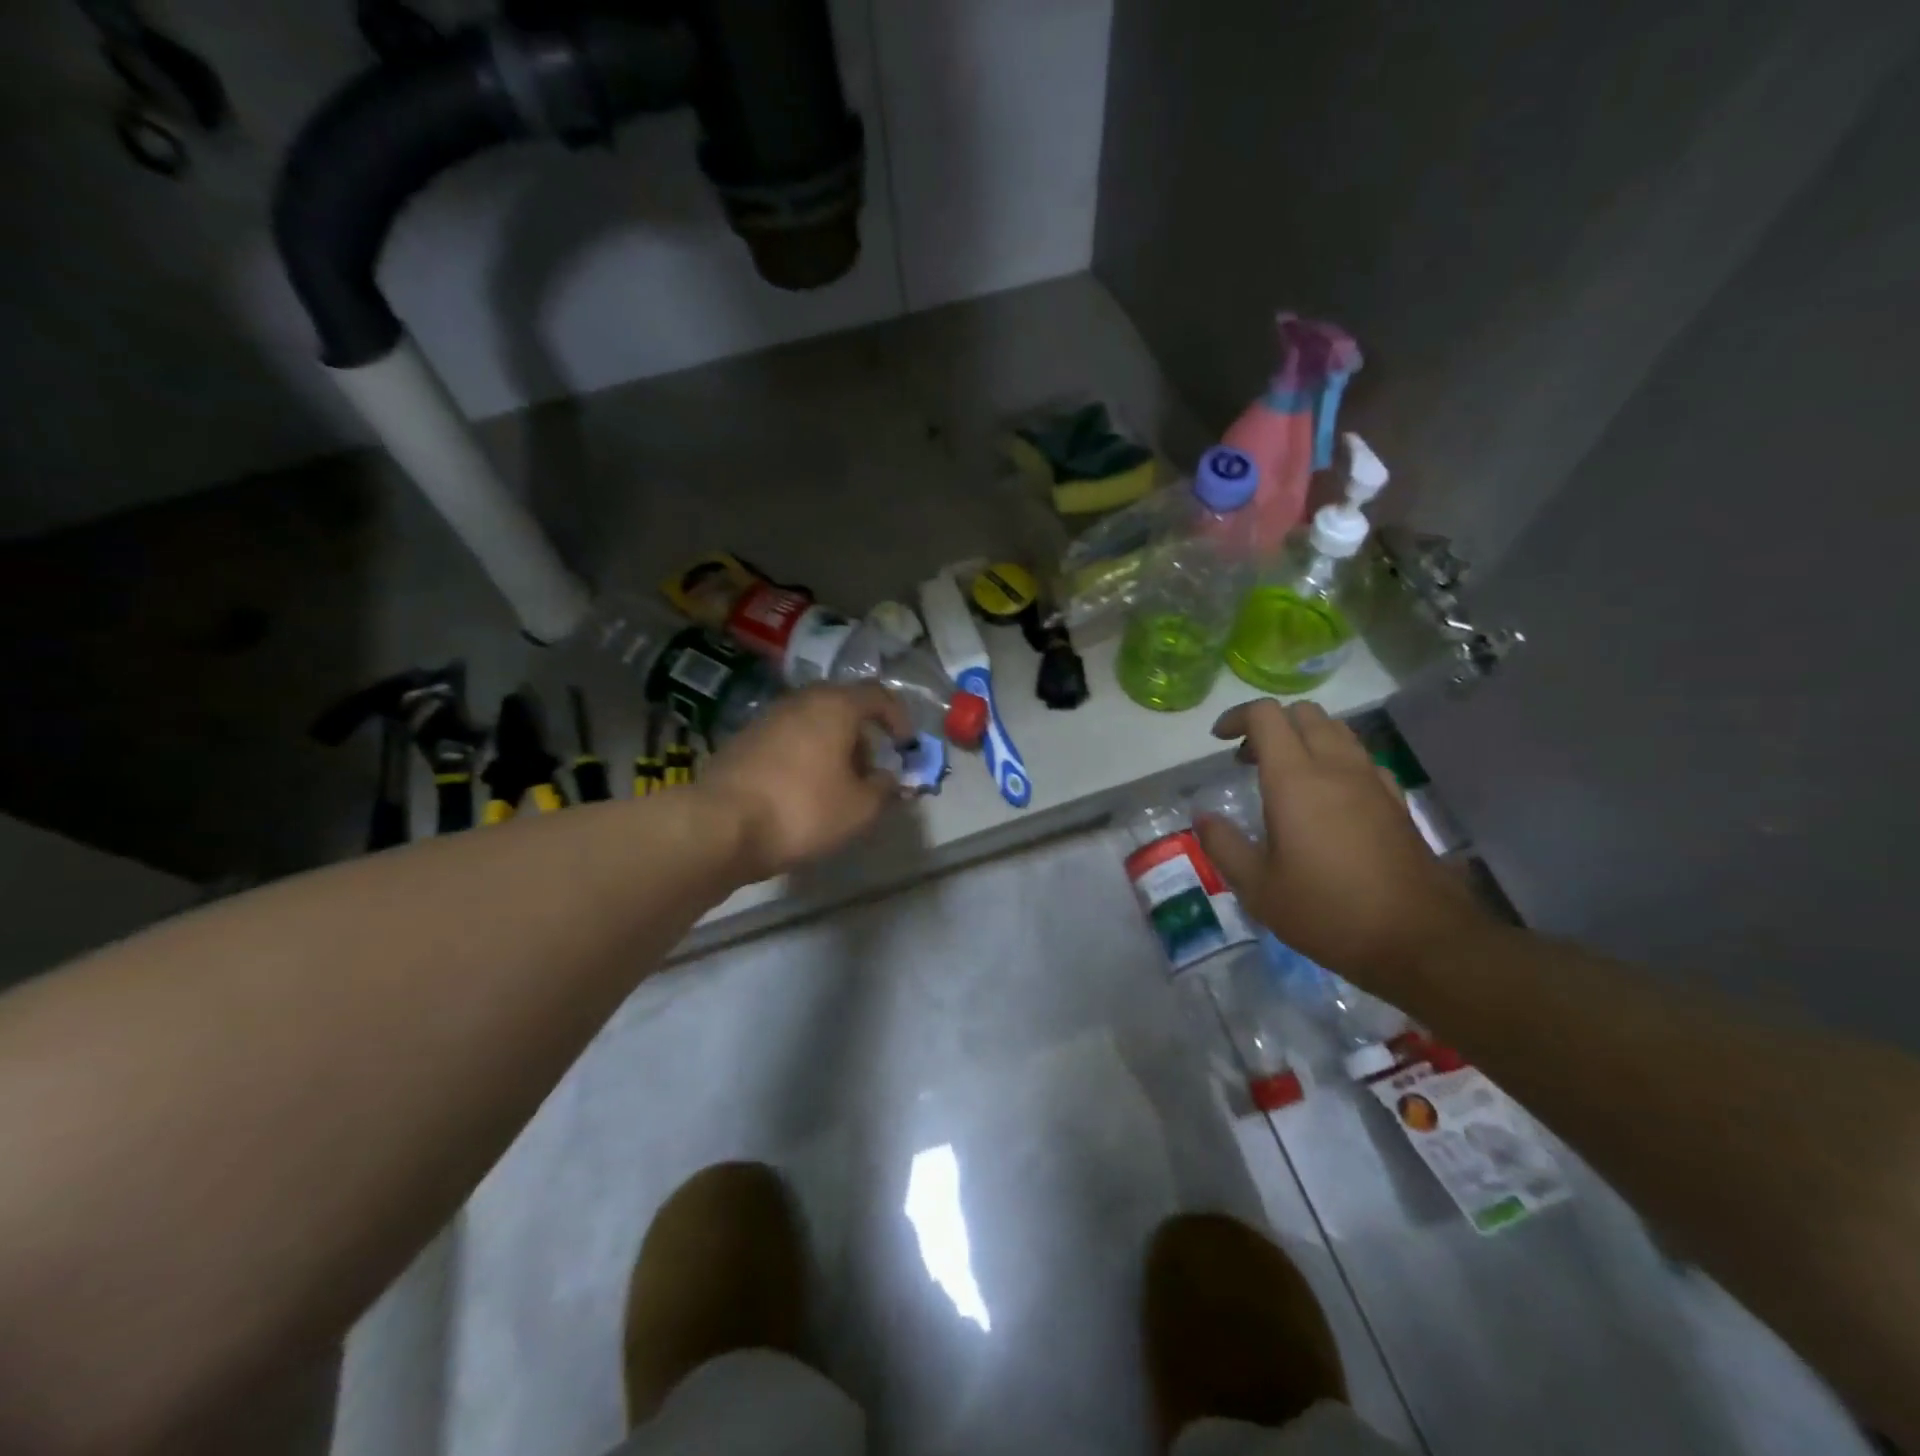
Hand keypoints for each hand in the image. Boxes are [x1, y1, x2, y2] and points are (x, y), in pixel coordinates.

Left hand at [697, 683, 913, 882]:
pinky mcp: (743, 742)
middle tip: (872, 768)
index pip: (878, 695)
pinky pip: (788, 740)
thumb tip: (889, 779)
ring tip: (839, 784)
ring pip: (813, 723)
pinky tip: (803, 790)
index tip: (906, 745)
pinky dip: (804, 756)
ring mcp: (767, 719)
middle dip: (863, 736)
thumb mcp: (860, 808)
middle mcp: (800, 702)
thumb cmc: (803, 810)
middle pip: (843, 707)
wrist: (720, 825)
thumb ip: (884, 789)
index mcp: (835, 706)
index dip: (899, 718)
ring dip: (832, 747)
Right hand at [1194, 700, 1488, 981]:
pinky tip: (1328, 796)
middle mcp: (1336, 767)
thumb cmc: (1327, 911)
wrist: (1419, 940)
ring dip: (1305, 737)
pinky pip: (1361, 758)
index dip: (1237, 717)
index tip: (1219, 740)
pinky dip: (1336, 759)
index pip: (1266, 716)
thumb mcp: (1258, 888)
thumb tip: (1203, 818)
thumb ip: (1224, 845)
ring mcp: (1372, 781)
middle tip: (1249, 759)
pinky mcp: (1396, 800)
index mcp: (1295, 779)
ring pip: (1337, 730)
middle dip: (1271, 724)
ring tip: (1285, 774)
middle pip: (1304, 714)